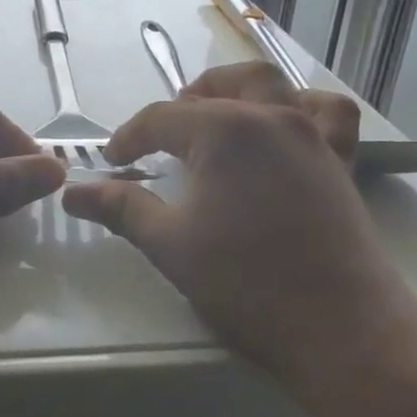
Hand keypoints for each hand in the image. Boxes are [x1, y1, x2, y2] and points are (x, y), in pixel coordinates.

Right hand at [61, 63, 413, 375]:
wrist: (344, 332)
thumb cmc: (248, 286)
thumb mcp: (171, 246)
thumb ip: (121, 210)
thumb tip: (72, 193)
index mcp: (224, 132)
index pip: (162, 119)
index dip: (130, 137)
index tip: (111, 162)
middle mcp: (270, 118)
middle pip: (220, 85)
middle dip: (185, 101)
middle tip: (162, 137)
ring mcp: (311, 136)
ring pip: (273, 85)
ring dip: (238, 90)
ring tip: (217, 117)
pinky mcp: (340, 161)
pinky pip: (327, 114)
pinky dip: (303, 107)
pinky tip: (286, 128)